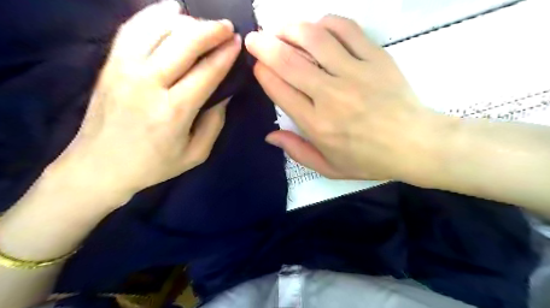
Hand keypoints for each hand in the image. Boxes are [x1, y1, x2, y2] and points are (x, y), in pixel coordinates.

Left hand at [52, 0, 242, 199]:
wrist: (100, 166)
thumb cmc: (154, 164)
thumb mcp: (196, 153)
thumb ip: (214, 122)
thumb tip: (225, 93)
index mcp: (174, 111)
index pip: (206, 71)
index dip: (225, 54)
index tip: (238, 42)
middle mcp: (149, 84)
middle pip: (184, 43)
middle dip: (211, 30)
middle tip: (227, 27)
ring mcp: (124, 70)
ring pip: (158, 29)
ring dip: (186, 21)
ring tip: (203, 23)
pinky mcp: (110, 64)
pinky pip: (132, 29)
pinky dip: (153, 15)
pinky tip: (171, 11)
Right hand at [246, 16, 451, 182]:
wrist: (415, 144)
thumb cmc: (369, 159)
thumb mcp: (329, 168)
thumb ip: (297, 151)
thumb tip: (270, 135)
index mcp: (317, 124)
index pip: (280, 90)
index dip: (263, 73)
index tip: (257, 65)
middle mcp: (330, 95)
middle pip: (289, 61)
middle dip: (264, 46)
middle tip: (254, 39)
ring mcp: (354, 73)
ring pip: (314, 39)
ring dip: (291, 29)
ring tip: (281, 29)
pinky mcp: (376, 58)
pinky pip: (347, 30)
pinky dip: (327, 23)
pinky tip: (318, 27)